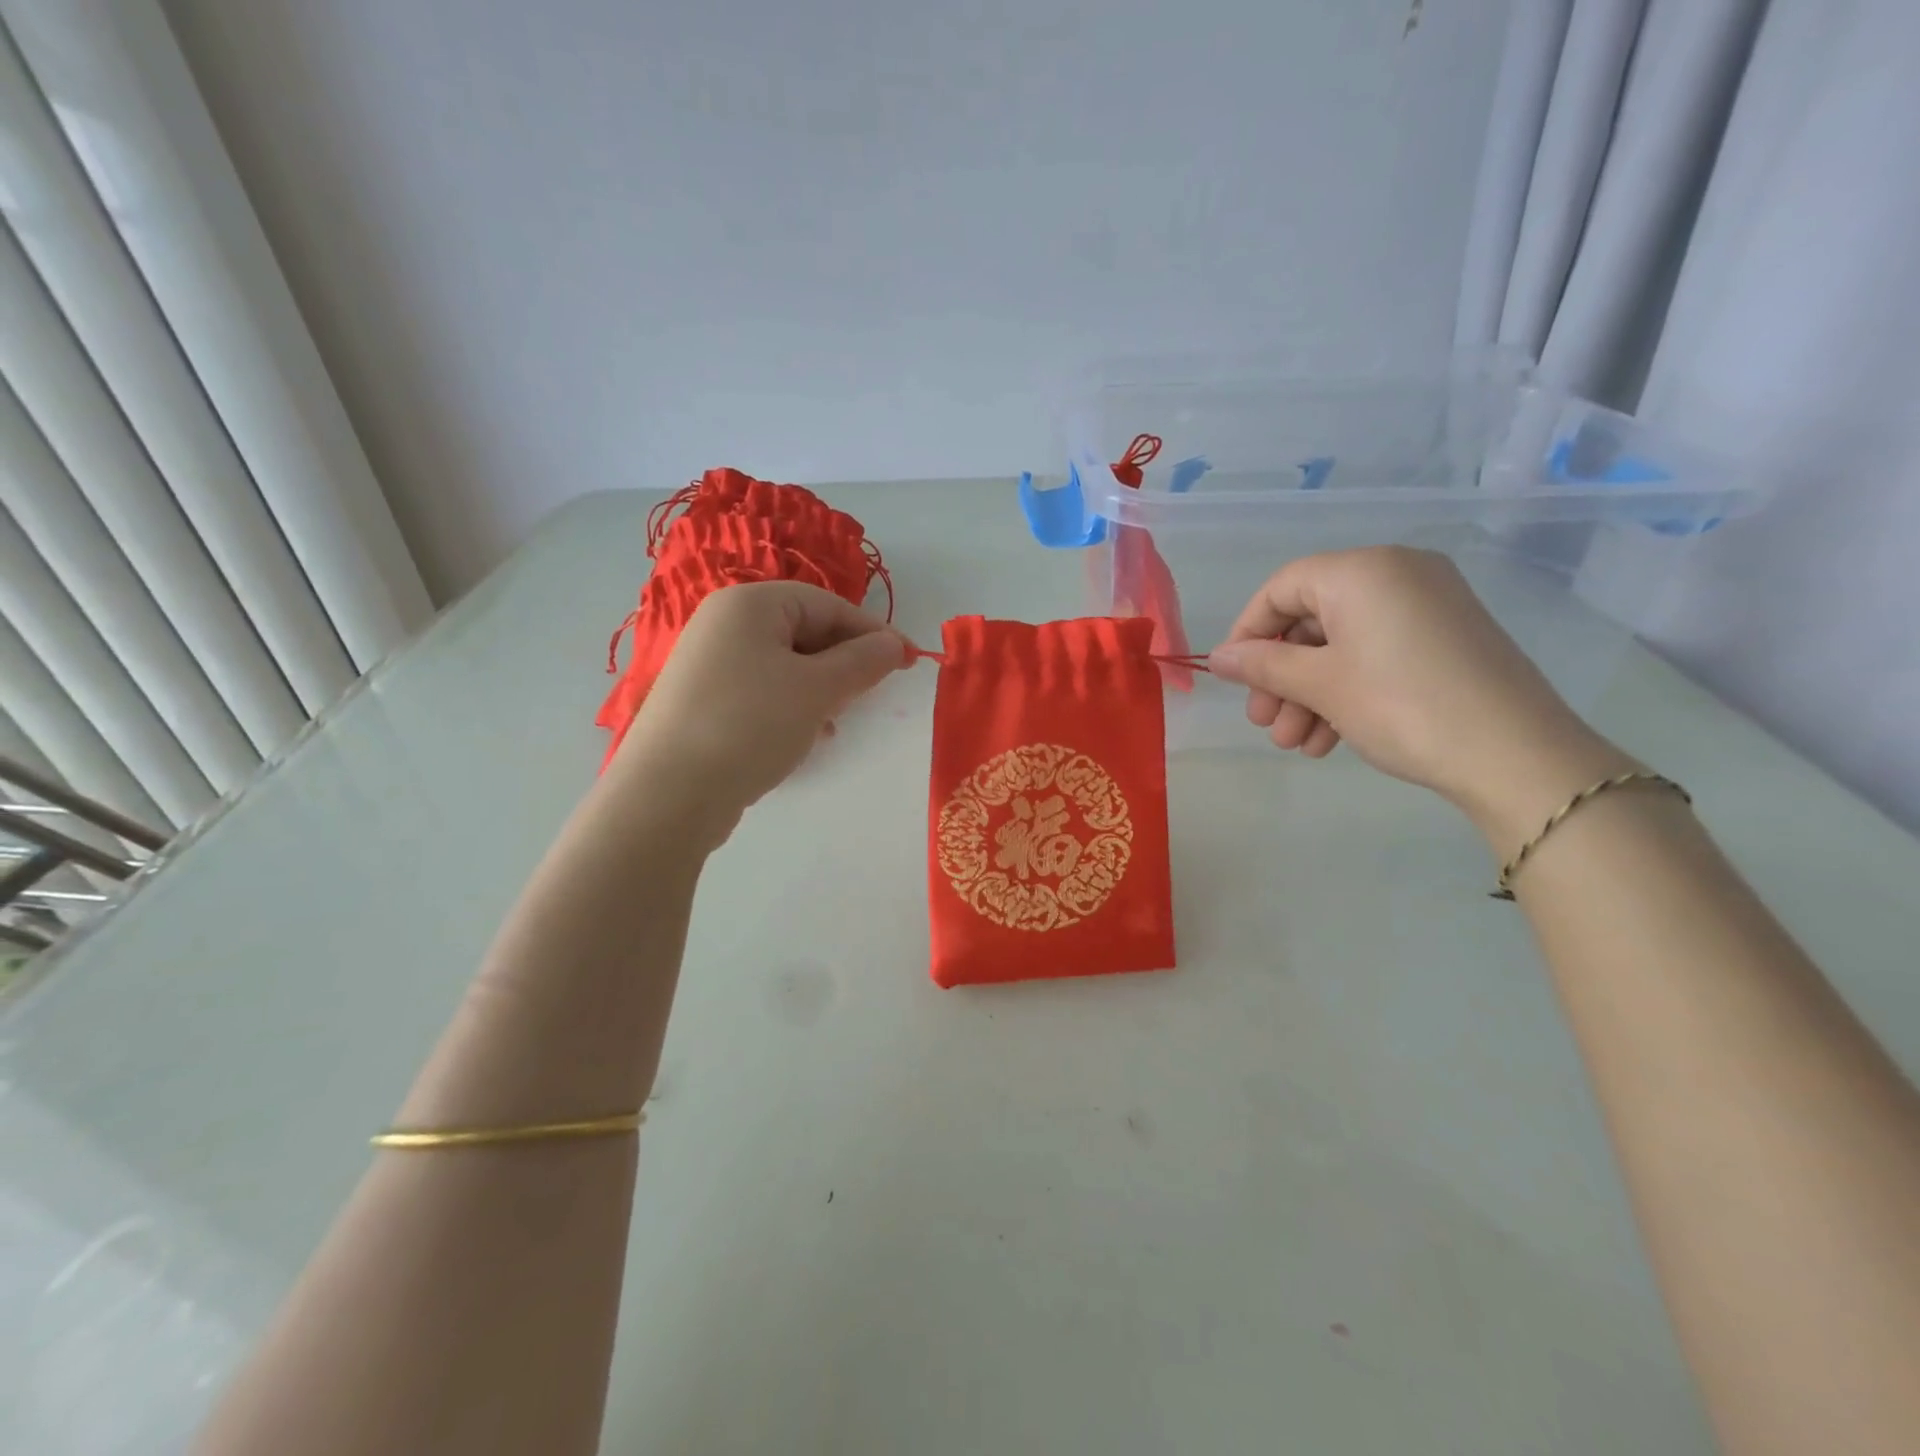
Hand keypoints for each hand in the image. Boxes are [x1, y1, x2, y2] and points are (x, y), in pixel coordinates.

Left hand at [607, 582, 906, 845]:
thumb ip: (862, 661)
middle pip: (805, 631)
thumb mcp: (817, 690)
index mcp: (750, 604)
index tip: (908, 662)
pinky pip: (763, 691)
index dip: (873, 632)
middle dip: (844, 663)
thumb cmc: (750, 724)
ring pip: (786, 665)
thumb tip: (892, 644)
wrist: (669, 793)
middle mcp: (725, 624)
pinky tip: (806, 737)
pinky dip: (792, 707)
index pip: (828, 605)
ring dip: (821, 689)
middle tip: (869, 695)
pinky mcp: (704, 701)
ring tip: (836, 721)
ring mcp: (709, 664)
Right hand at [1207, 547, 1631, 841]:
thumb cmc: (1401, 705)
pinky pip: (1376, 654)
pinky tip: (1329, 740)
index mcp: (1362, 570)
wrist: (1515, 754)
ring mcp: (1427, 606)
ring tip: (1297, 744)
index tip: (1232, 678)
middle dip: (1280, 676)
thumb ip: (1262, 665)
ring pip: (1342, 645)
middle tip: (1265, 723)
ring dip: (1308, 694)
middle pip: (1311, 620)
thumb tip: (1216, 658)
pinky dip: (1346, 692)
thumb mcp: (1320, 685)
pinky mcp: (1446, 639)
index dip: (1248, 632)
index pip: (1281, 588)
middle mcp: (1396, 574)